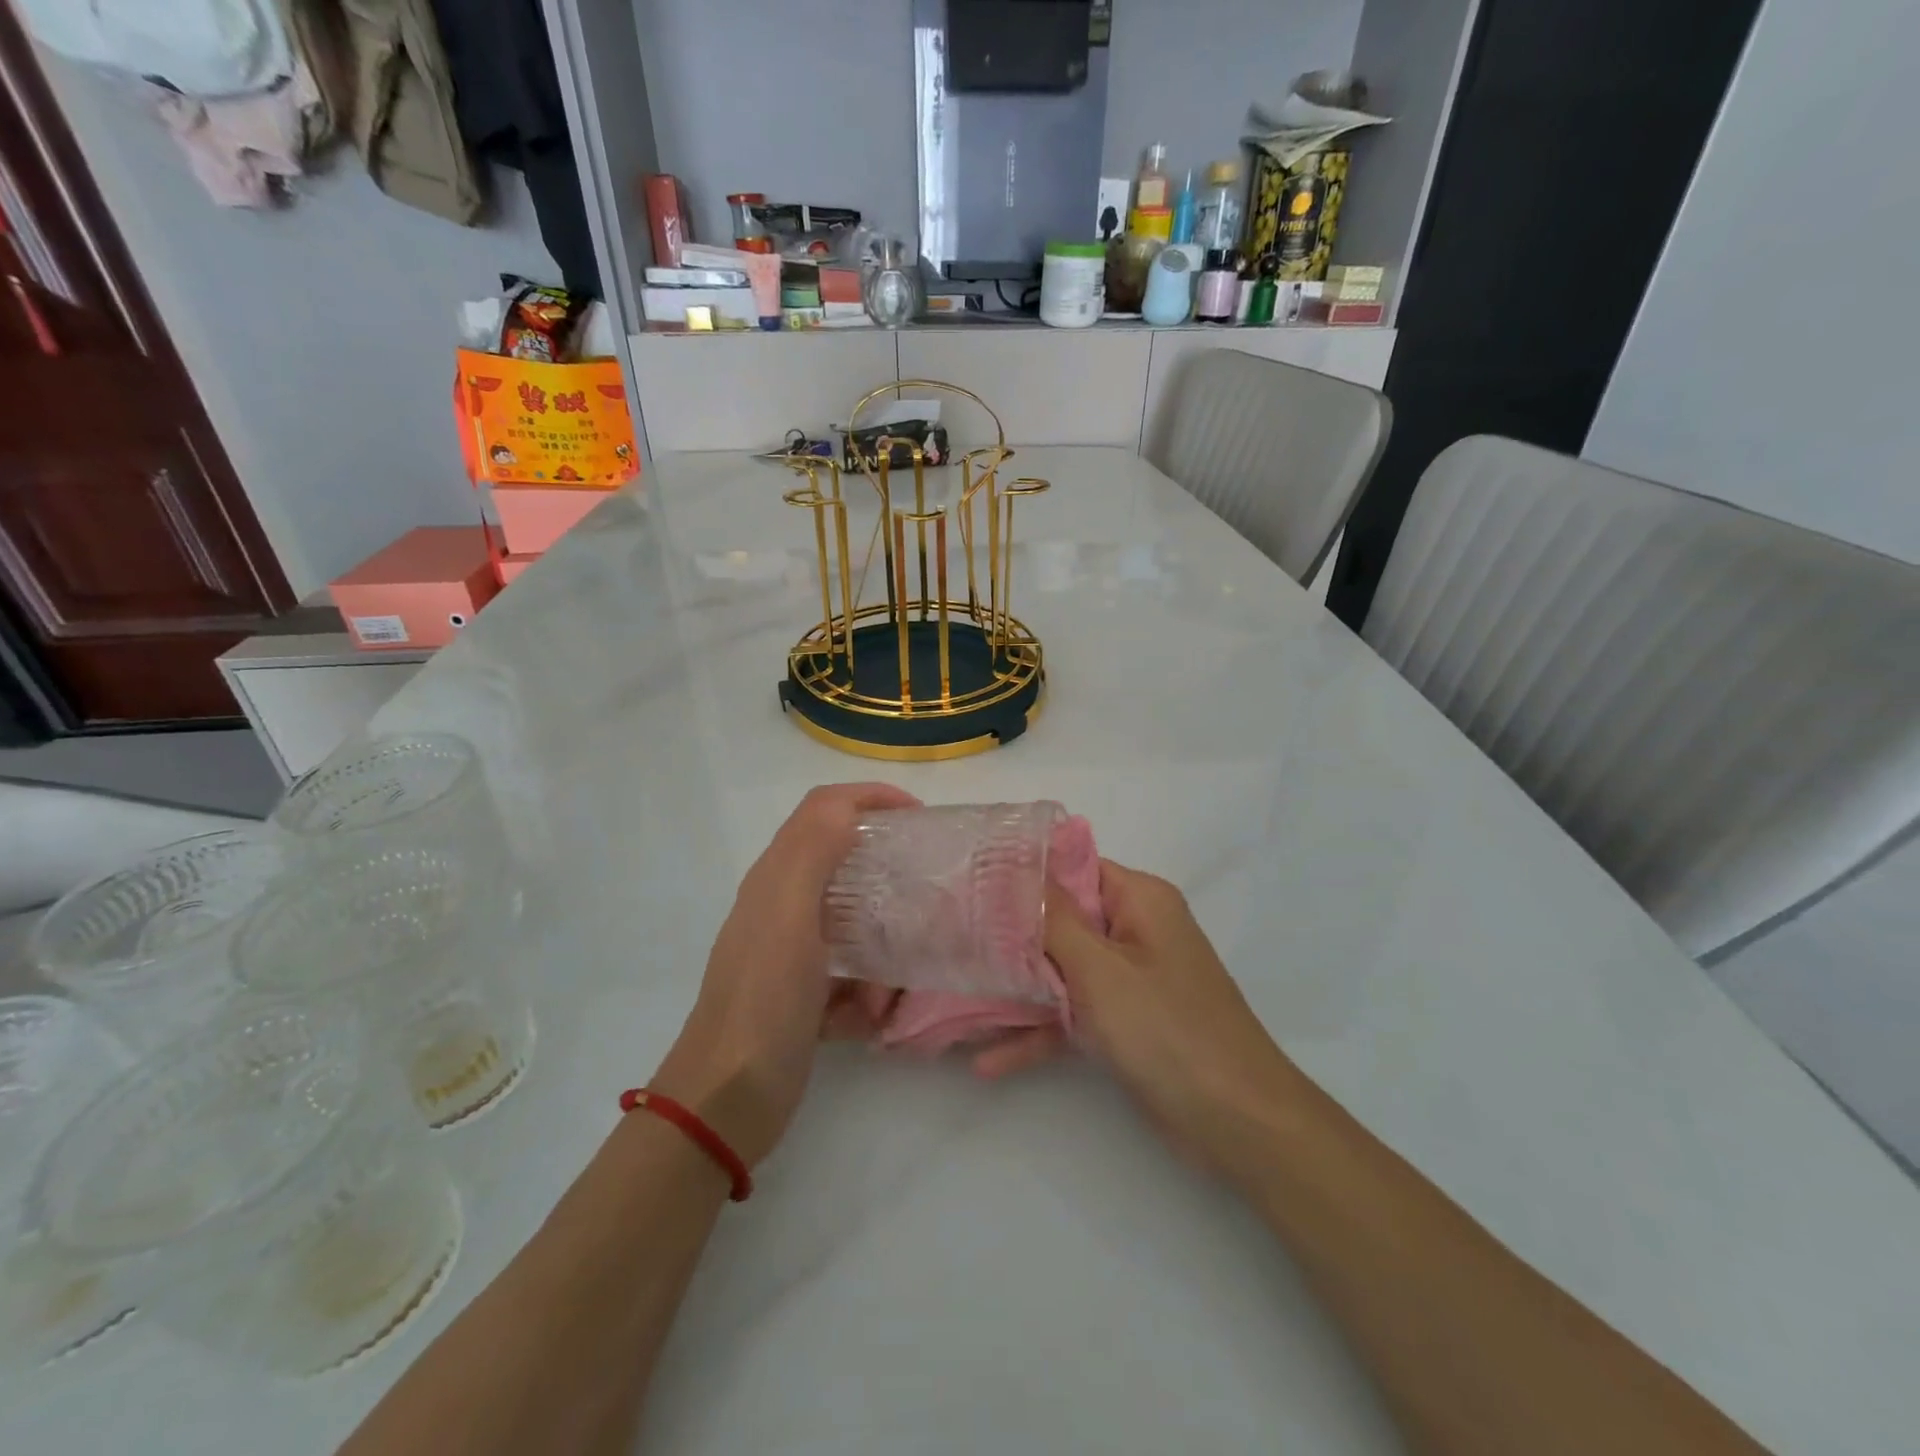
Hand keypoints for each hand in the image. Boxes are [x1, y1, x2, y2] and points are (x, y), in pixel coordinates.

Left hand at [651, 783, 917, 1166]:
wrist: (727, 1101)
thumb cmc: (763, 1001)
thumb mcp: (789, 917)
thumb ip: (813, 852)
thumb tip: (847, 805)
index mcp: (777, 877)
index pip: (825, 808)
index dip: (872, 797)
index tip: (919, 817)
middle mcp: (783, 906)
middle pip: (844, 863)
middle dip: (887, 878)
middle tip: (925, 893)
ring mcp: (792, 953)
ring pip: (856, 926)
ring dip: (881, 953)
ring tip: (894, 987)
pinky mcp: (803, 994)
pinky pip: (851, 977)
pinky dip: (866, 995)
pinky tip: (869, 1021)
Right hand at [981, 859, 1302, 1181]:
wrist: (1238, 1124)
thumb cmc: (1167, 1029)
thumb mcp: (1101, 969)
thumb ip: (1054, 919)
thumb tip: (1020, 867)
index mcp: (1139, 900)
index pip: (1072, 867)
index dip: (1024, 874)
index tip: (970, 883)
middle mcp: (1135, 931)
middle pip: (1062, 920)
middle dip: (1010, 935)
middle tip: (952, 940)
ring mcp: (1130, 980)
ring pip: (1061, 971)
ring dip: (1017, 991)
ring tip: (957, 1002)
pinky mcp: (1126, 1024)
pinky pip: (1074, 1015)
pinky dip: (1040, 1033)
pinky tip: (989, 1062)